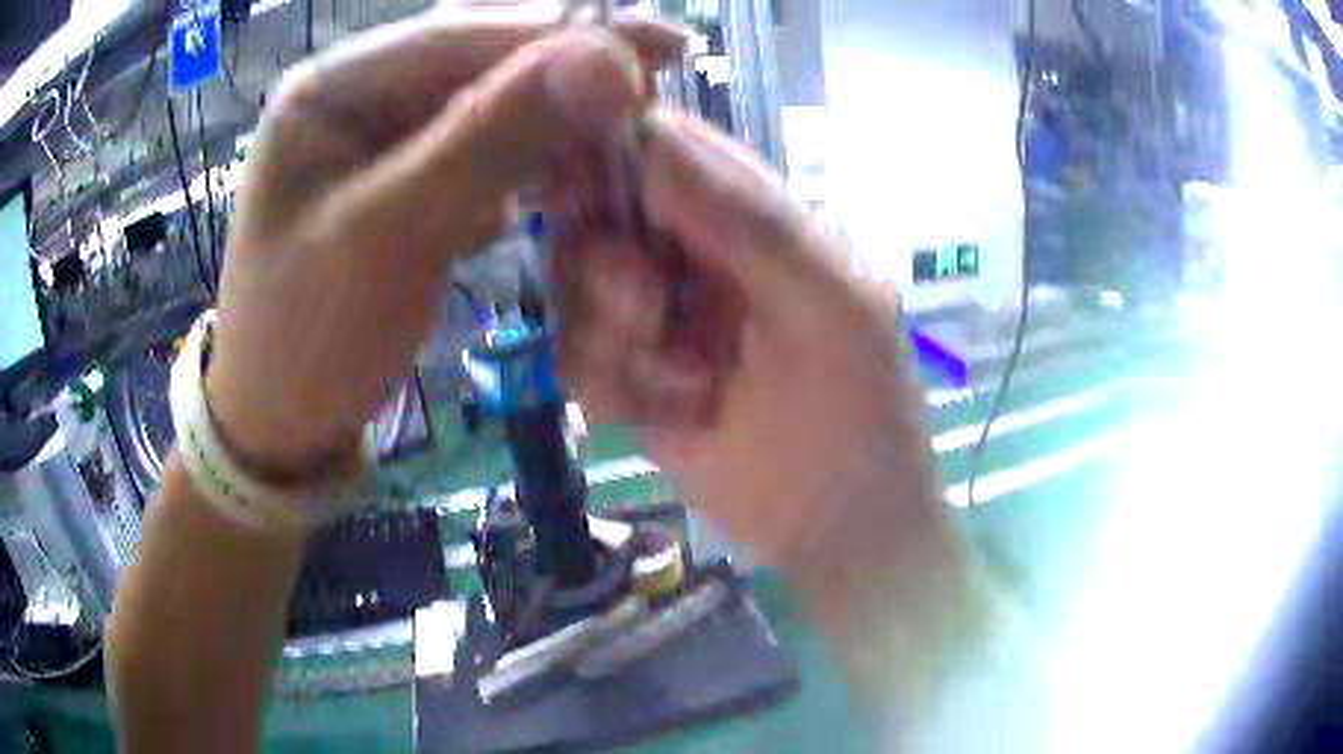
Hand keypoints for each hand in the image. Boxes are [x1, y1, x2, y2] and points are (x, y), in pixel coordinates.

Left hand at [205, 9, 683, 478]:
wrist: (283, 423)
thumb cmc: (308, 339)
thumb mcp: (389, 236)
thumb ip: (490, 138)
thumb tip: (609, 60)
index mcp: (331, 88)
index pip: (459, 34)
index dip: (563, 36)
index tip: (664, 49)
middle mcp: (359, 93)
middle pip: (479, 58)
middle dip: (568, 73)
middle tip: (653, 92)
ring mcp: (383, 136)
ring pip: (492, 103)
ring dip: (559, 123)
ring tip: (622, 146)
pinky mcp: (406, 177)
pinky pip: (484, 149)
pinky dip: (534, 164)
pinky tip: (566, 185)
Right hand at [560, 111, 947, 569]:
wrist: (835, 529)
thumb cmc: (860, 412)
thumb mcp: (832, 306)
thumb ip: (753, 220)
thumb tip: (654, 132)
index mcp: (749, 217)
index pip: (661, 146)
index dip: (611, 155)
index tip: (585, 195)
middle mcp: (690, 253)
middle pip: (592, 213)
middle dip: (606, 267)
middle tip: (649, 313)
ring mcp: (652, 316)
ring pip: (571, 288)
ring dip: (613, 337)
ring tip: (685, 383)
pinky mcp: (625, 377)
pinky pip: (572, 357)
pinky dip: (611, 388)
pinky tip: (671, 416)